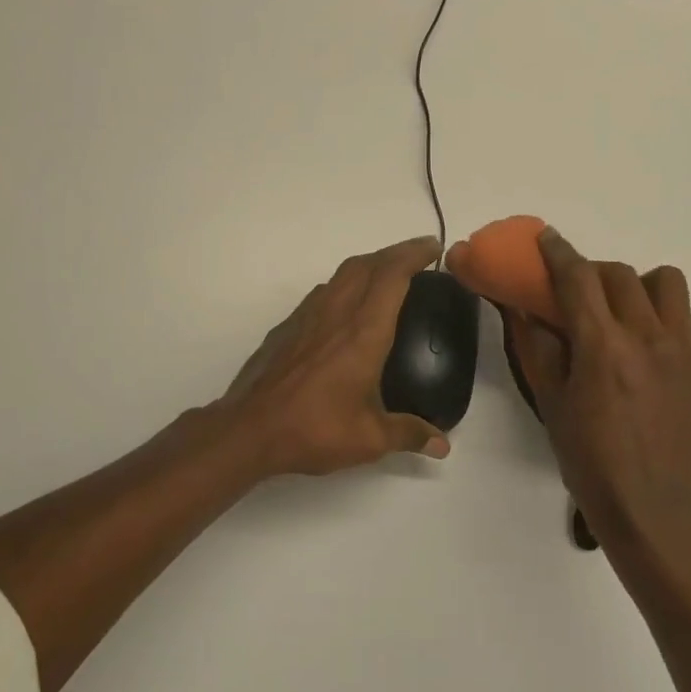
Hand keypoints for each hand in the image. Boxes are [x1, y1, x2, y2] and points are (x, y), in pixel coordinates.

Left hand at [217, 236, 451, 476]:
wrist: (249, 429)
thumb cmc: (314, 429)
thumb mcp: (369, 439)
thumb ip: (408, 434)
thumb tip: (441, 444)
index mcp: (363, 332)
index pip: (392, 276)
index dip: (413, 254)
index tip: (433, 247)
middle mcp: (336, 313)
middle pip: (367, 264)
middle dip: (394, 252)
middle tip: (417, 256)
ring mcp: (307, 316)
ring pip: (341, 274)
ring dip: (368, 265)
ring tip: (386, 275)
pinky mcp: (287, 327)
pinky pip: (322, 292)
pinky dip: (343, 285)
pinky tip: (346, 307)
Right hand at [452, 227, 690, 531]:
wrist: (652, 506)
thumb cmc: (588, 456)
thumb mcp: (549, 400)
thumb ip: (535, 345)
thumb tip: (521, 306)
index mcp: (602, 347)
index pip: (578, 278)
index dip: (558, 251)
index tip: (547, 238)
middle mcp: (648, 338)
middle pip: (621, 274)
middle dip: (594, 273)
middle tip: (581, 293)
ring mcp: (687, 352)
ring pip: (667, 284)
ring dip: (639, 287)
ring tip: (627, 314)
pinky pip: (686, 324)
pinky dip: (662, 326)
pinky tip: (650, 361)